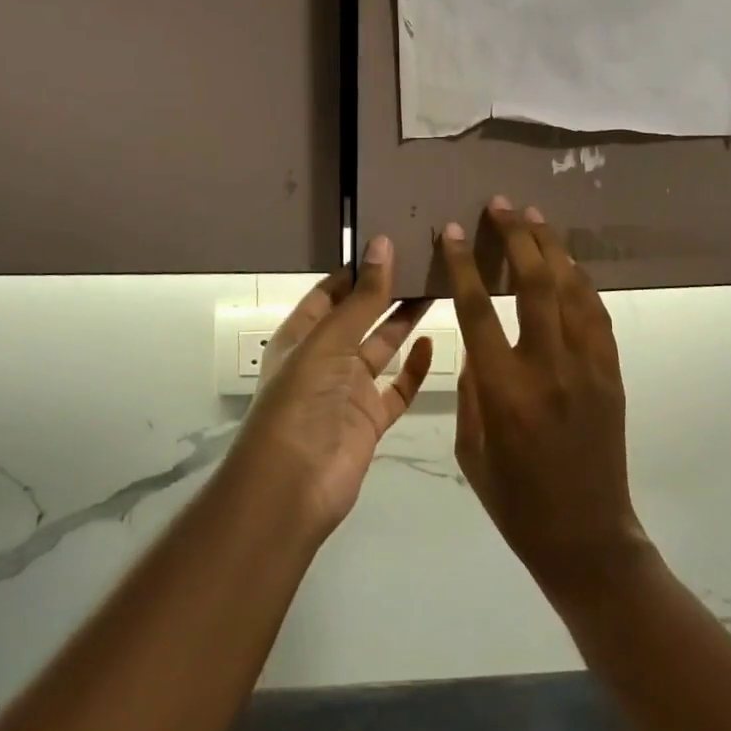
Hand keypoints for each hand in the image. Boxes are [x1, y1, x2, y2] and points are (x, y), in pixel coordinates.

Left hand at [229, 235, 432, 537]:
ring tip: (436, 288)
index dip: (357, 269)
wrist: (293, 487)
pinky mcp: (371, 418)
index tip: (392, 242)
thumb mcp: (329, 341)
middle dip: (387, 290)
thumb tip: (382, 243)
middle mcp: (325, 358)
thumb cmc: (301, 402)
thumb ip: (362, 297)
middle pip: (360, 316)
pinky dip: (415, 368)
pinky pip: (397, 388)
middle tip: (424, 260)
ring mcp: (349, 389)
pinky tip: (434, 344)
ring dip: (404, 321)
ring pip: (382, 347)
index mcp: (301, 335)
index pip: (330, 292)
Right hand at [441, 200, 651, 596]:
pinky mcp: (612, 372)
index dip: (463, 264)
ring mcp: (588, 367)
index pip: (478, 308)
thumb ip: (473, 385)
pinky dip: (580, 281)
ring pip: (572, 289)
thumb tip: (476, 337)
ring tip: (534, 216)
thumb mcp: (472, 446)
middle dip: (516, 236)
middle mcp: (548, 368)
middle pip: (534, 283)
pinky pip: (596, 313)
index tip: (452, 231)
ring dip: (552, 247)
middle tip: (501, 205)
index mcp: (504, 391)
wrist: (585, 535)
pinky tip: (568, 263)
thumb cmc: (515, 500)